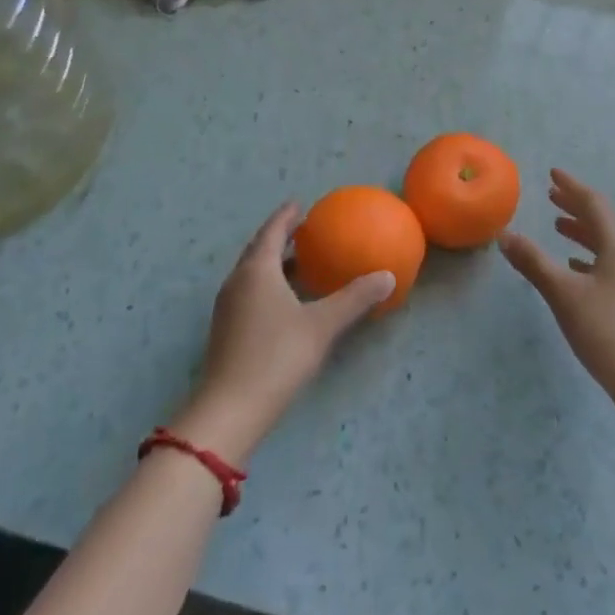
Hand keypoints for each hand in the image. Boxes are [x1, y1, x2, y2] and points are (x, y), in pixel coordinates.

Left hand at [170, 202, 394, 462]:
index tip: (300, 204)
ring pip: (252, 274)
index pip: (272, 231)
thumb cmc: (276, 357)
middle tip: (302, 230)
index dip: (286, 216)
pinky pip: (249, 294)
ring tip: (298, 263)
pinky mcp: (226, 331)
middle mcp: (238, 282)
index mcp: (257, 270)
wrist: (229, 411)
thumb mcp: (322, 326)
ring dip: (273, 263)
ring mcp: (227, 308)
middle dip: (278, 237)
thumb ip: (355, 299)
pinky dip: (268, 285)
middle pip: (258, 250)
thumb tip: (388, 276)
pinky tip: (286, 302)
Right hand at [500, 170, 614, 417]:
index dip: (571, 187)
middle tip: (552, 196)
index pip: (594, 203)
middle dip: (577, 207)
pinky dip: (594, 257)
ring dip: (585, 232)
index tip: (552, 174)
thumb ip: (533, 262)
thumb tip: (505, 236)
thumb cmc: (606, 331)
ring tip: (559, 228)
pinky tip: (578, 268)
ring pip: (611, 243)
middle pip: (605, 221)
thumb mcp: (563, 294)